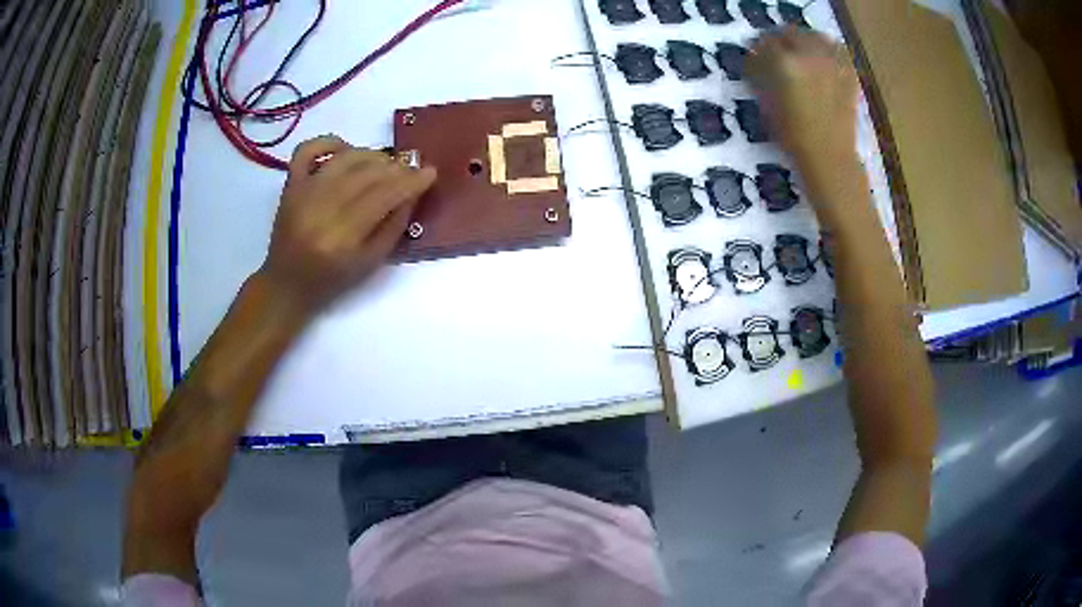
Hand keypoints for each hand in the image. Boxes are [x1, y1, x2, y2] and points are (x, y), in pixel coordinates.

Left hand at [258, 135, 436, 314]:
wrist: (286, 284)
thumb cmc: (331, 280)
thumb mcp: (370, 264)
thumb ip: (393, 227)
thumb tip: (411, 193)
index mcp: (342, 237)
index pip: (383, 196)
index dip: (410, 181)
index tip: (430, 173)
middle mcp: (321, 209)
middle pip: (366, 174)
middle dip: (395, 168)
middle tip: (410, 170)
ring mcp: (302, 193)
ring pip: (345, 158)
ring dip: (372, 155)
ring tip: (385, 164)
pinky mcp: (290, 185)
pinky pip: (308, 149)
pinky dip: (330, 142)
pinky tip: (346, 150)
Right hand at [745, 28, 858, 165]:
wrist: (830, 157)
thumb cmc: (793, 136)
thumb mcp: (767, 104)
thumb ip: (762, 76)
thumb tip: (758, 61)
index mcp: (785, 64)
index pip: (766, 43)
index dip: (758, 49)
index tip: (757, 57)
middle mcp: (809, 56)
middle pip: (790, 33)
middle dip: (782, 41)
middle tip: (778, 53)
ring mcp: (832, 63)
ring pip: (815, 36)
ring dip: (805, 41)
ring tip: (802, 54)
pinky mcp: (848, 73)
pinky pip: (838, 50)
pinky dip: (829, 50)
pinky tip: (824, 61)